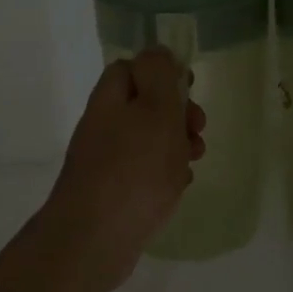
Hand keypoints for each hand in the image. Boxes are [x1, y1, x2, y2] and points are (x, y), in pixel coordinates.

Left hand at [40, 48, 204, 291]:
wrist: (94, 240)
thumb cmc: (134, 169)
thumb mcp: (155, 110)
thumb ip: (159, 75)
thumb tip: (157, 51)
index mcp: (111, 99)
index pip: (132, 68)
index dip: (163, 72)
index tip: (189, 89)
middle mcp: (104, 125)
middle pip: (145, 105)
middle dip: (178, 113)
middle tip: (197, 129)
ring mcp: (106, 161)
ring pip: (149, 140)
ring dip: (177, 145)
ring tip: (194, 159)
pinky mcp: (114, 193)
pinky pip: (145, 172)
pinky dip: (166, 174)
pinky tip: (178, 186)